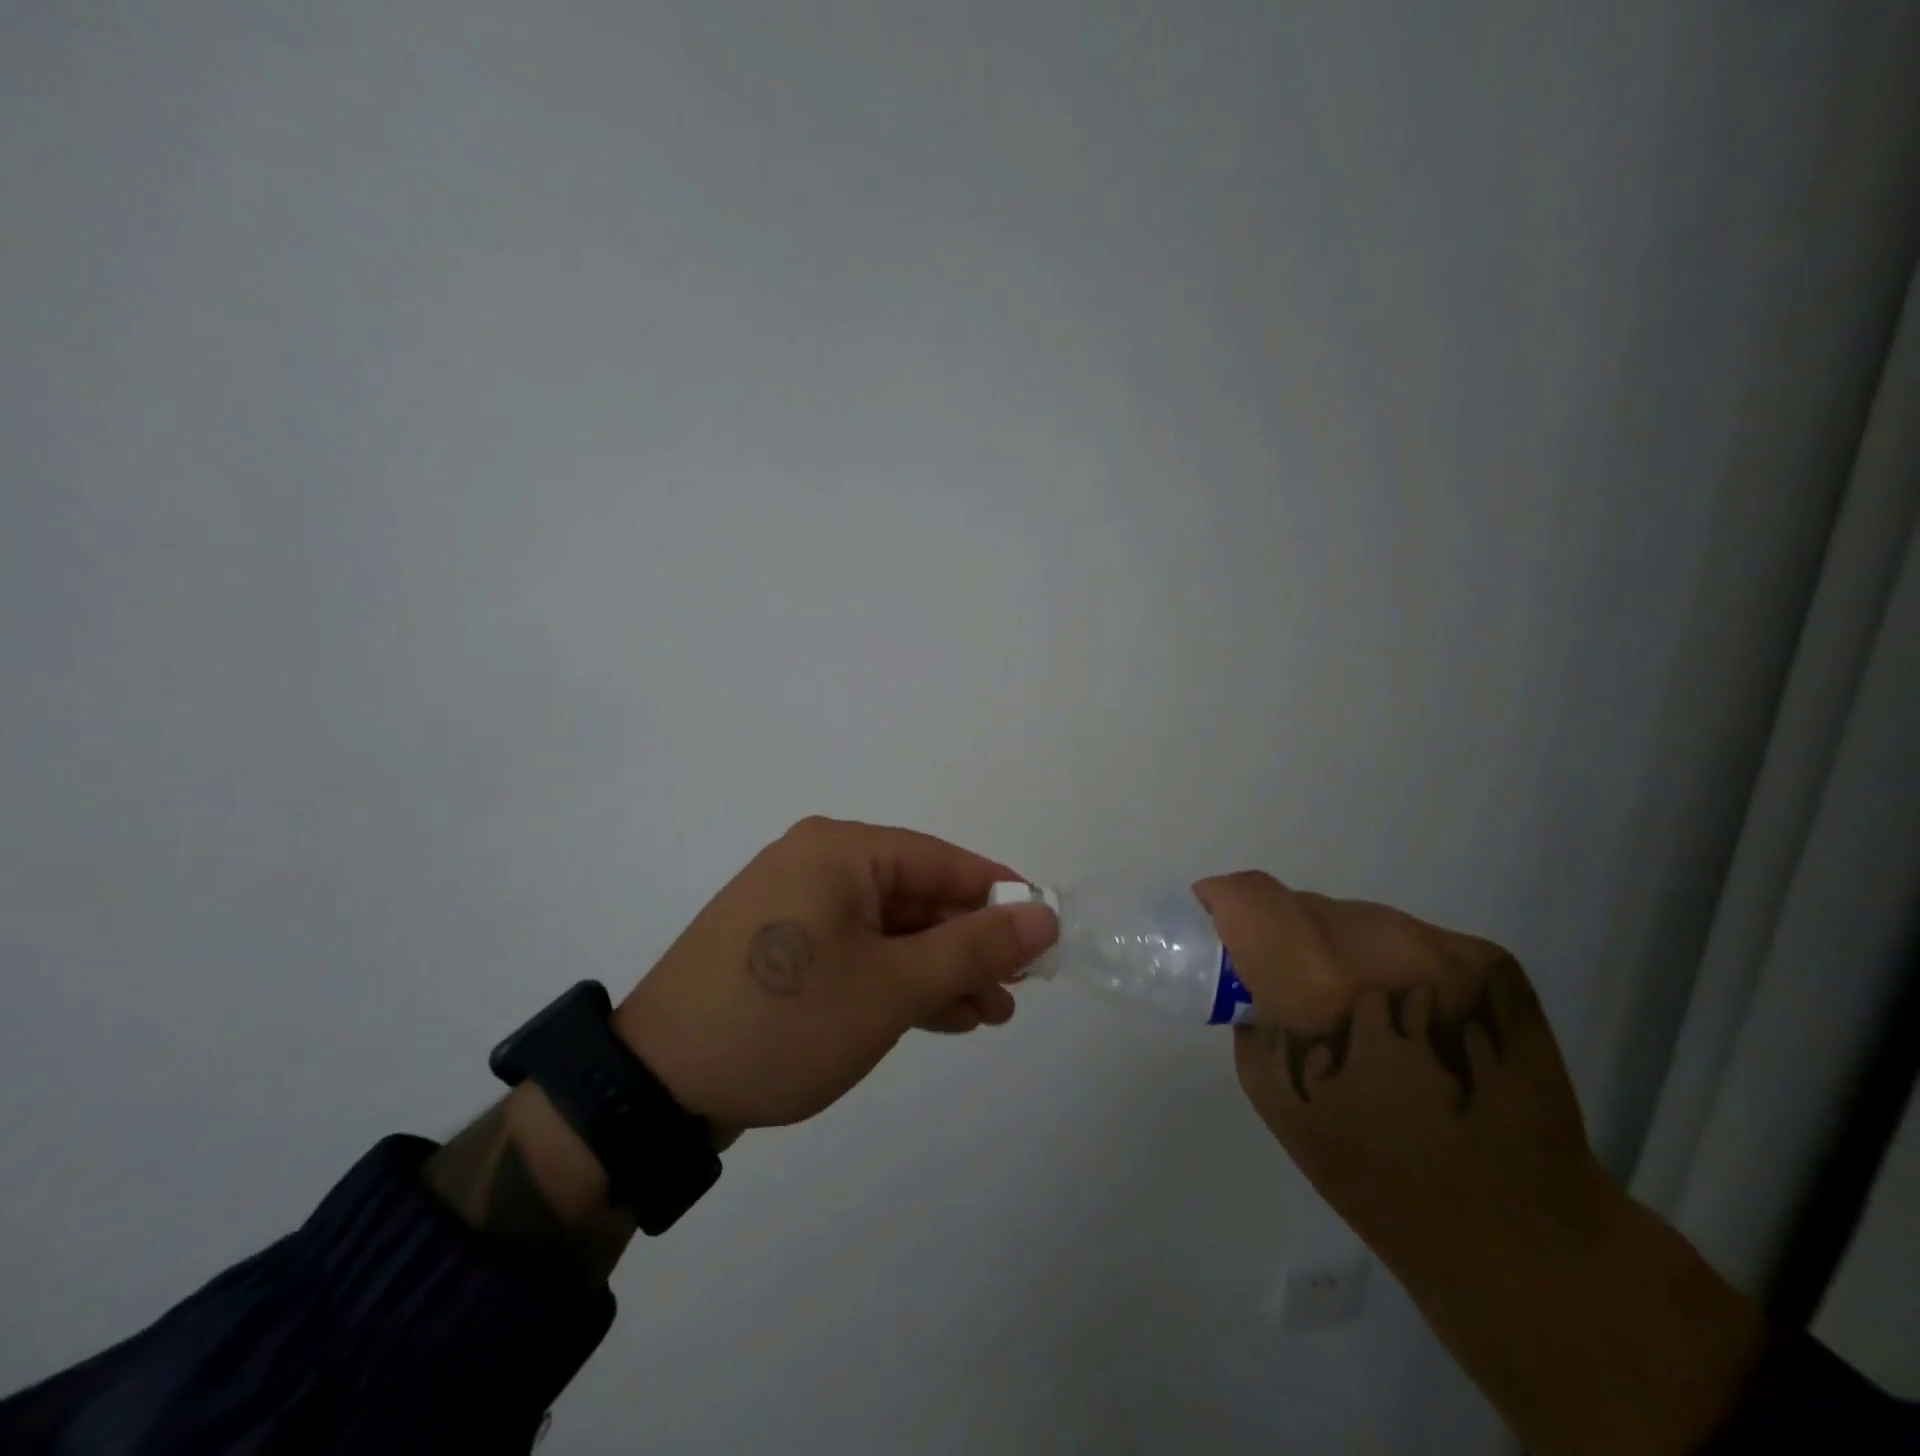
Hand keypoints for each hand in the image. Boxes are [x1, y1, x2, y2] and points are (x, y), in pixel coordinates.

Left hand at [614, 817, 1058, 1139]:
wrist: (656, 1086)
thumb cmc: (787, 1021)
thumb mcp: (893, 987)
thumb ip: (973, 948)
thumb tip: (1043, 915)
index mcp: (841, 851)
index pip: (943, 860)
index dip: (1000, 897)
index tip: (1044, 935)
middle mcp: (818, 864)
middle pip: (917, 896)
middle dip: (970, 945)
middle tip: (1016, 991)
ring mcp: (795, 907)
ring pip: (890, 929)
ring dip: (939, 969)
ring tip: (989, 1014)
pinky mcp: (782, 948)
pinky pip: (857, 950)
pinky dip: (897, 979)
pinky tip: (938, 1014)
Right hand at [1197, 873, 1766, 1455]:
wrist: (1520, 1227)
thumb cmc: (1372, 1172)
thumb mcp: (1272, 1091)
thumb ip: (1251, 1009)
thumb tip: (1246, 962)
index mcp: (1324, 990)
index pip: (1253, 898)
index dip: (1222, 901)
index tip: (1214, 923)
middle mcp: (1390, 951)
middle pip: (1306, 904)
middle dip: (1283, 934)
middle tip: (1289, 984)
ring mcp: (1450, 951)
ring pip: (1357, 916)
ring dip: (1336, 945)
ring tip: (1353, 1005)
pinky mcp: (1493, 961)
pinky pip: (1407, 935)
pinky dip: (1387, 961)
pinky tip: (1406, 1014)